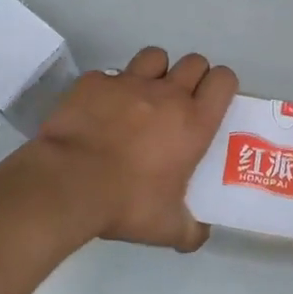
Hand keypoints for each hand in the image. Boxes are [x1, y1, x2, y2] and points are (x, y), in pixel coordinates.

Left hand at [30, 47, 237, 251]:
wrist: (68, 183)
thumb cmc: (127, 203)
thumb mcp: (167, 228)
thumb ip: (191, 231)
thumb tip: (198, 236)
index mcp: (193, 122)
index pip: (223, 80)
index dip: (221, 85)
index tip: (212, 102)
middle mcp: (166, 93)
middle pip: (193, 62)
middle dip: (191, 76)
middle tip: (179, 103)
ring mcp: (128, 82)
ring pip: (154, 57)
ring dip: (154, 72)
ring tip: (142, 97)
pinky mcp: (94, 81)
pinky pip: (109, 74)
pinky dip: (109, 88)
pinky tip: (100, 109)